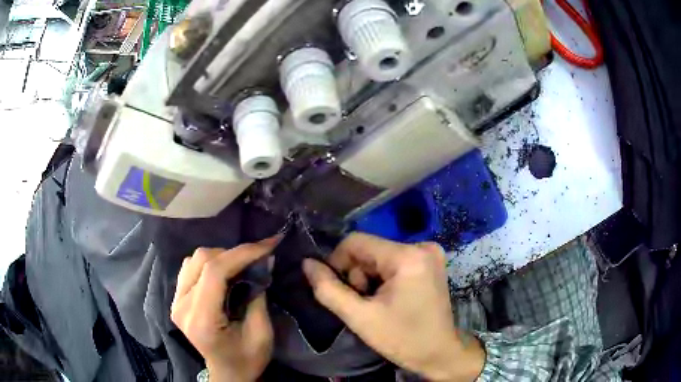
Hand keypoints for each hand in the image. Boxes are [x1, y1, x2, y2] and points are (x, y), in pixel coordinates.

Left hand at [171, 239, 277, 381]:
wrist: (227, 373)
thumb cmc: (247, 359)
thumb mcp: (261, 333)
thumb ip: (259, 295)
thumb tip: (265, 260)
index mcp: (201, 319)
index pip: (215, 272)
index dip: (242, 253)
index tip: (269, 244)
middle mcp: (182, 306)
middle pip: (202, 260)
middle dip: (234, 254)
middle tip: (258, 259)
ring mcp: (175, 301)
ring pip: (194, 259)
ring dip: (221, 257)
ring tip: (241, 266)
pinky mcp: (176, 299)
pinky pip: (189, 267)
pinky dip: (209, 264)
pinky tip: (223, 274)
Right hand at [303, 233, 484, 381]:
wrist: (439, 352)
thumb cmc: (402, 339)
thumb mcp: (360, 318)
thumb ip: (328, 289)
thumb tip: (307, 264)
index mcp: (407, 256)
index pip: (356, 242)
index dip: (338, 263)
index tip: (341, 291)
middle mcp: (422, 246)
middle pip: (369, 250)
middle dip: (358, 275)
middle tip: (364, 304)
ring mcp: (429, 252)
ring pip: (379, 256)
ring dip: (370, 278)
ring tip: (378, 304)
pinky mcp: (430, 261)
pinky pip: (393, 261)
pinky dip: (384, 278)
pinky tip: (390, 299)